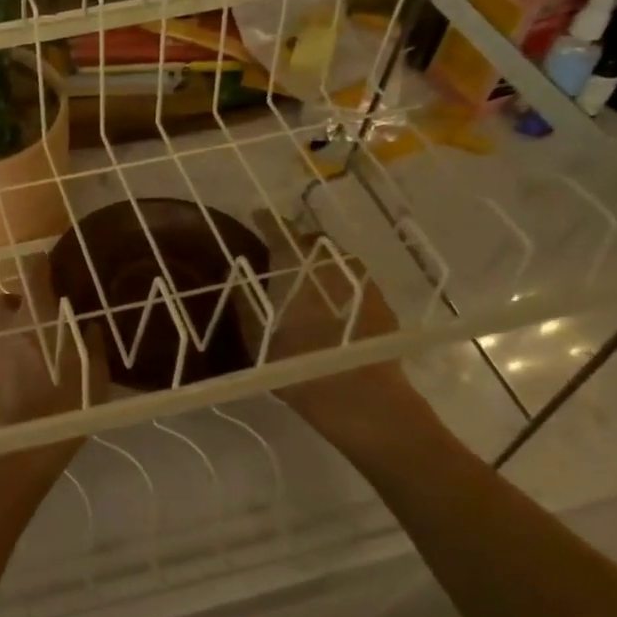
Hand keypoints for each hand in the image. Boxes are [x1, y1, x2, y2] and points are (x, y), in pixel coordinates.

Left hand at [0, 258, 109, 427]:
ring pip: (1, 322)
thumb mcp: (94, 378)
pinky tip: (27, 367)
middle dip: (25, 301)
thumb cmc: (65, 409)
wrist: (20, 451)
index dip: (41, 263)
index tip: (52, 264)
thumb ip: (92, 347)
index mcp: (37, 318)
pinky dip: (10, 347)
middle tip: (47, 316)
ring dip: (16, 325)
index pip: (32, 272)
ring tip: (38, 344)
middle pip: (10, 297)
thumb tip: (88, 327)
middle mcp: (9, 325)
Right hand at [235, 209, 426, 449]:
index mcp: (299, 267)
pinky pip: (352, 279)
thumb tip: (235, 270)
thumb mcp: (258, 338)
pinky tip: (329, 300)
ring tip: (303, 276)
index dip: (267, 221)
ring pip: (335, 260)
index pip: (281, 231)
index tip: (257, 215)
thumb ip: (244, 300)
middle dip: (295, 242)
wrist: (364, 402)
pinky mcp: (381, 302)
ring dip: (318, 262)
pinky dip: (336, 281)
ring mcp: (363, 282)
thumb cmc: (300, 368)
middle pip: (312, 242)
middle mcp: (334, 264)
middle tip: (278, 253)